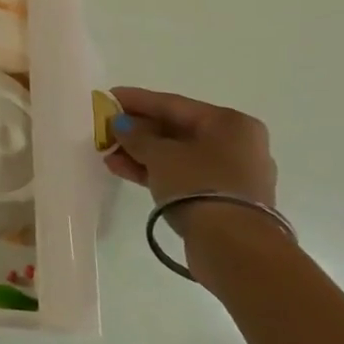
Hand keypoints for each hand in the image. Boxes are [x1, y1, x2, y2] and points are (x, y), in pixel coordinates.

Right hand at [106, 87, 276, 210]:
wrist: (234, 246)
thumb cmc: (199, 185)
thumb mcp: (160, 155)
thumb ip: (137, 136)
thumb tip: (121, 124)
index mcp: (231, 123)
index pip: (174, 104)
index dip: (137, 100)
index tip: (108, 97)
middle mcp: (238, 143)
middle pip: (177, 129)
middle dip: (138, 131)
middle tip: (105, 130)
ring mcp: (232, 173)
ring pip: (178, 155)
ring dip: (142, 153)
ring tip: (109, 155)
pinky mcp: (223, 199)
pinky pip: (183, 175)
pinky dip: (156, 171)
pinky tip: (124, 170)